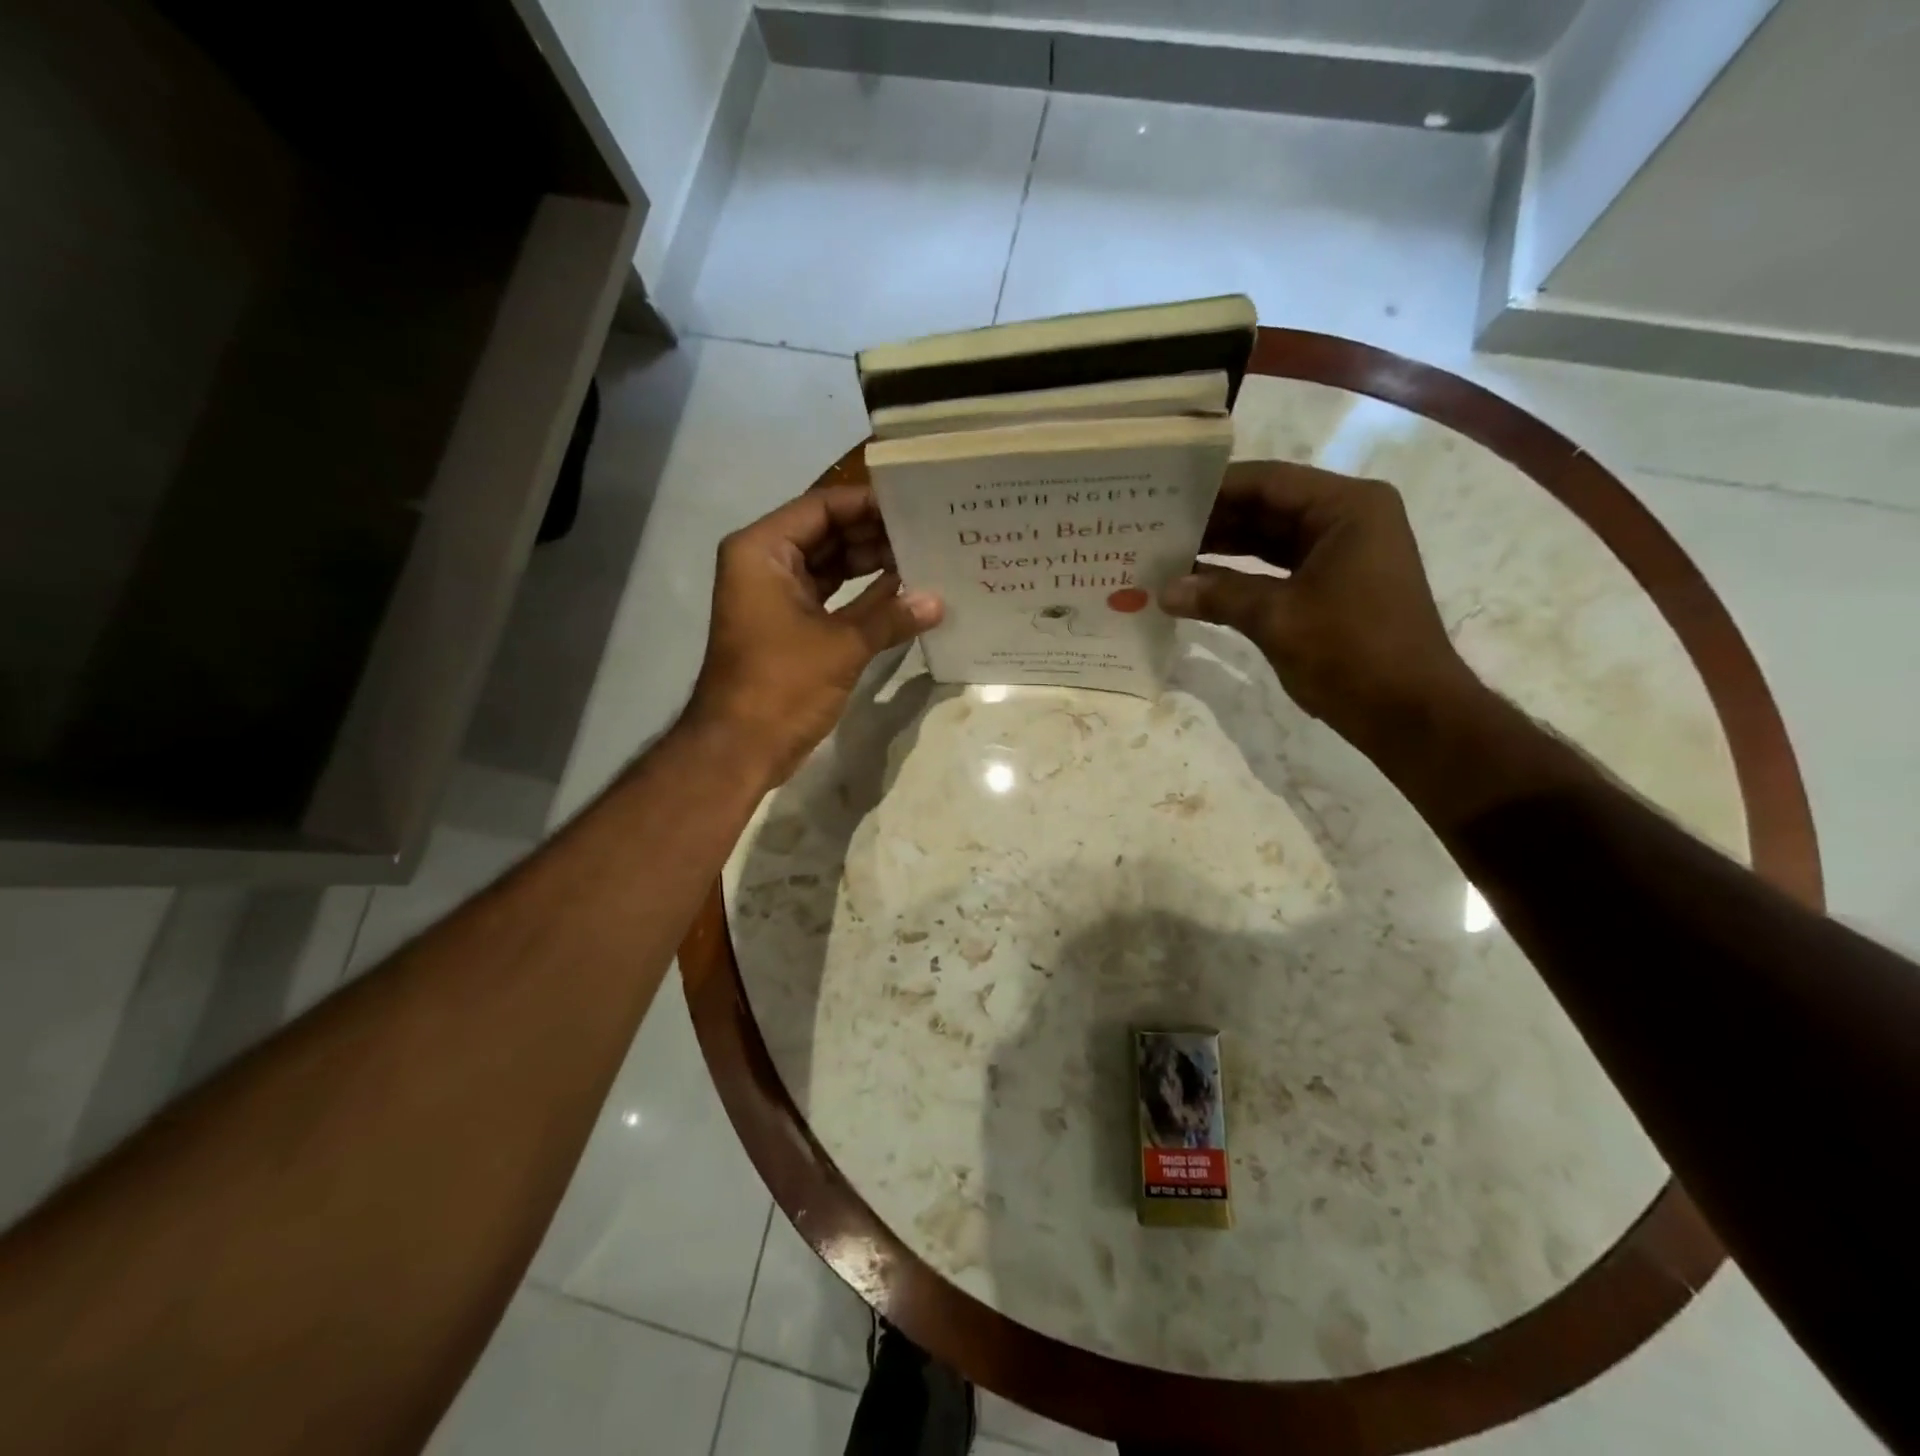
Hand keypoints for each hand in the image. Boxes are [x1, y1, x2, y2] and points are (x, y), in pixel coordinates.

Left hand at [684, 485, 942, 784]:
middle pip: (827, 533)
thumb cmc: (781, 684)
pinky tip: (905, 593)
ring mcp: (777, 597)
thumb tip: (939, 601)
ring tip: (925, 557)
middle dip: (875, 534)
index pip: (821, 507)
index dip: (868, 504)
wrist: (740, 748)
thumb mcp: (842, 645)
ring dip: (872, 565)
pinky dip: (863, 596)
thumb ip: (891, 616)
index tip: (914, 504)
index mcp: (763, 551)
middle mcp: (766, 564)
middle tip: (928, 530)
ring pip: (831, 566)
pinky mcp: (790, 627)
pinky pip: (832, 597)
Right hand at [1161, 461, 1482, 759]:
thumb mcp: (1277, 618)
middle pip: (1268, 508)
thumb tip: (1164, 591)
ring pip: (1270, 541)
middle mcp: (1347, 520)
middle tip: (1157, 529)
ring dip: (1223, 550)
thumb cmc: (1351, 650)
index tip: (1164, 497)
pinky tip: (1198, 585)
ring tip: (1168, 555)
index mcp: (1347, 508)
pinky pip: (1278, 570)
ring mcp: (1342, 555)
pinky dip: (1241, 577)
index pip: (1268, 482)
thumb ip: (1219, 595)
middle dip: (1214, 520)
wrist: (1408, 712)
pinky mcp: (1333, 588)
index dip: (1214, 489)